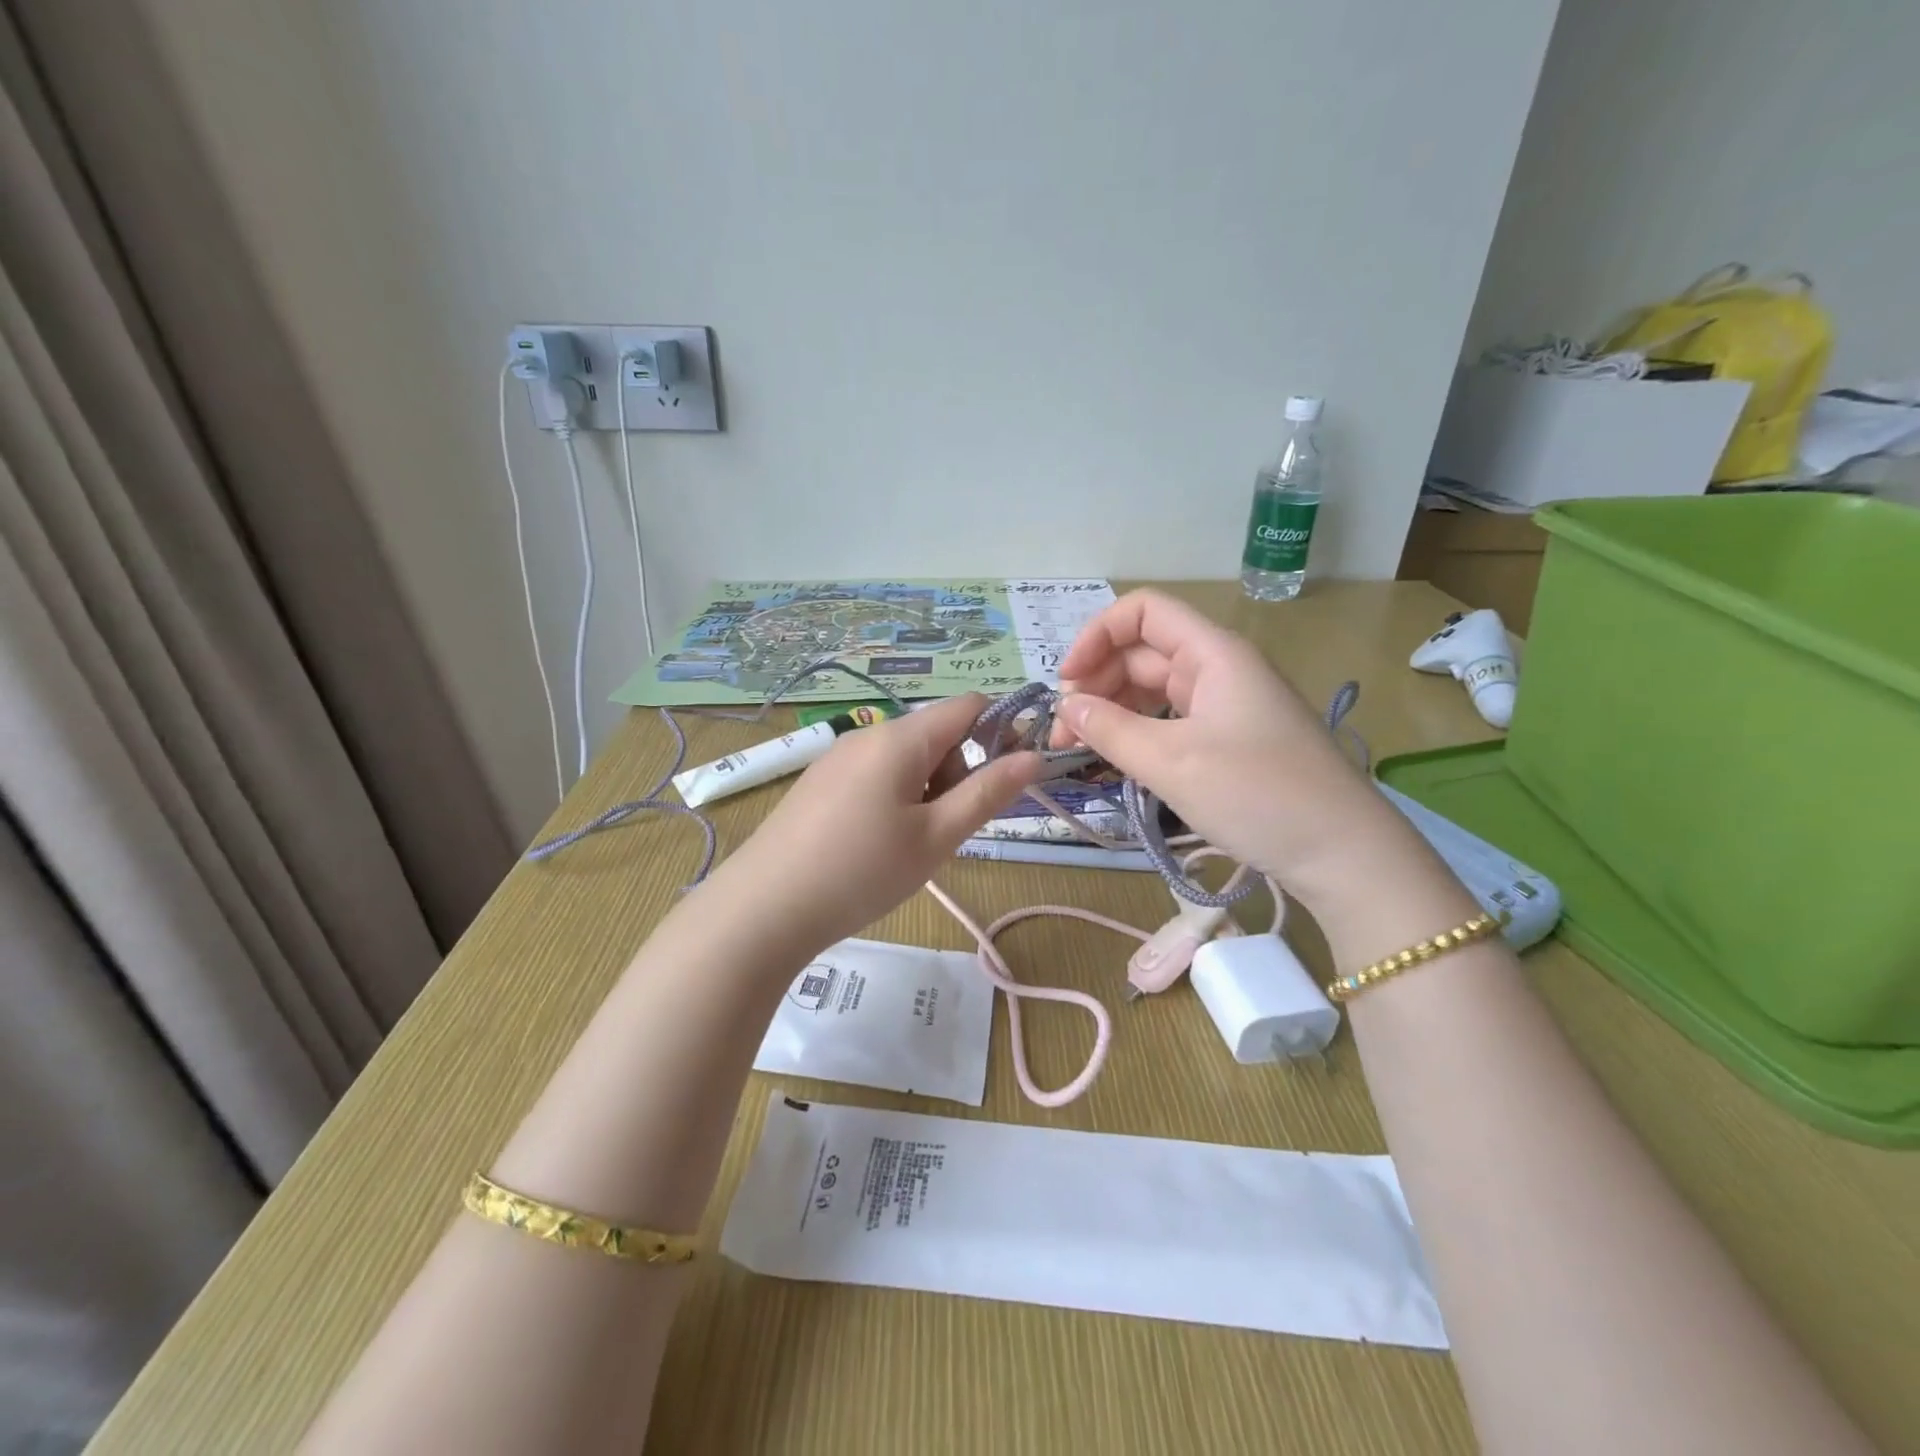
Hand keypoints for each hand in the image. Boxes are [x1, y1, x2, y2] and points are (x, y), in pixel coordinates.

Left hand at [715, 694, 1040, 947]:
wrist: (763, 909)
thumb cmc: (862, 872)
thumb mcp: (937, 837)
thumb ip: (987, 793)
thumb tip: (1034, 757)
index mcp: (900, 738)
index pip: (968, 706)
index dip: (1000, 732)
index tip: (1007, 781)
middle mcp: (868, 735)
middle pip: (937, 734)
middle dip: (959, 772)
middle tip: (949, 830)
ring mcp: (838, 758)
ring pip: (906, 759)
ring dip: (928, 790)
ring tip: (911, 846)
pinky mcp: (819, 783)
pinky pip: (875, 775)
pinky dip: (896, 798)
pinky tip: (876, 846)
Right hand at [1052, 590, 1422, 906]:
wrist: (1343, 853)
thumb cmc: (1257, 795)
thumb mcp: (1171, 762)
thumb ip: (1110, 729)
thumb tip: (1066, 707)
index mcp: (1212, 653)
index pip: (1142, 612)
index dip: (1096, 636)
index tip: (1065, 684)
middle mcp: (1219, 668)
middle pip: (1142, 653)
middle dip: (1096, 683)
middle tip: (1064, 734)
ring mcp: (1226, 704)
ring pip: (1153, 689)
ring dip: (1113, 710)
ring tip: (1082, 749)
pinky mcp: (1229, 739)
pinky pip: (1171, 720)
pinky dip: (1138, 732)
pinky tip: (1119, 758)